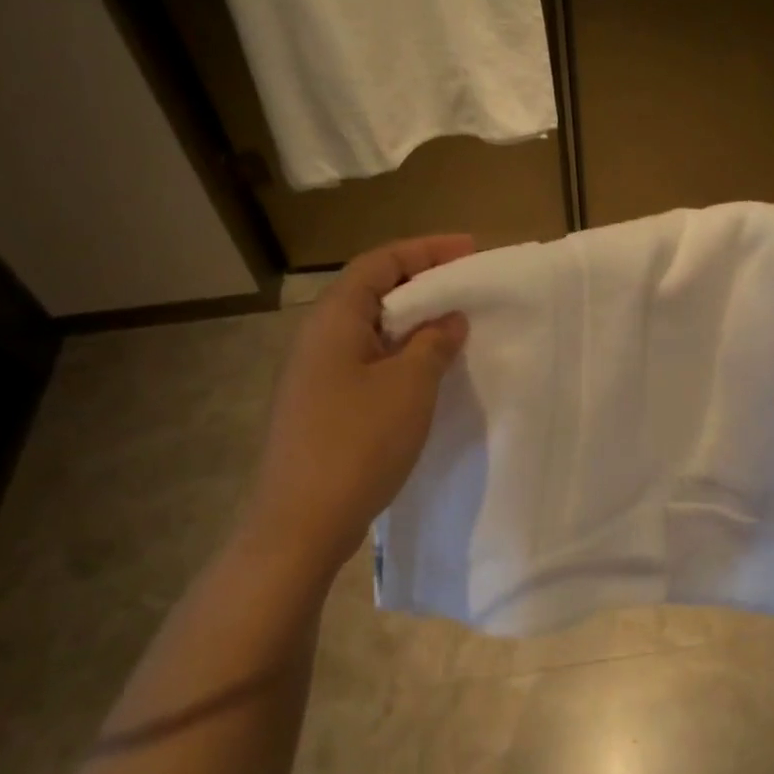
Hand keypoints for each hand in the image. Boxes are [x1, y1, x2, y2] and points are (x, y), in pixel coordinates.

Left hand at [235, 236, 472, 580]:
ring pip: (373, 329)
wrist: (302, 522)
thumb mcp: (410, 386)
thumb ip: (433, 343)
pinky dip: (402, 354)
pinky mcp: (324, 405)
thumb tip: (449, 319)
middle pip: (374, 290)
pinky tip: (430, 373)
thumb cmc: (358, 442)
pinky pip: (369, 361)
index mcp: (335, 319)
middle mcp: (320, 337)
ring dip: (415, 322)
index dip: (426, 250)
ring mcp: (318, 374)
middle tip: (469, 286)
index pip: (380, 262)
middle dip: (423, 282)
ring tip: (457, 325)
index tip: (471, 251)